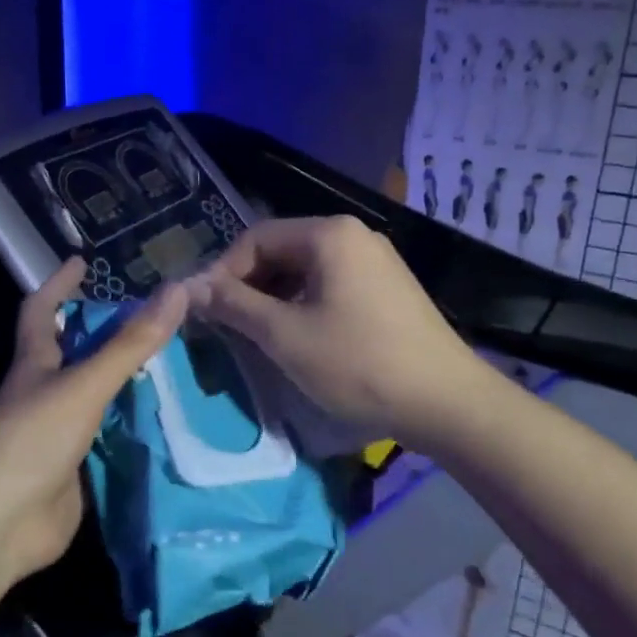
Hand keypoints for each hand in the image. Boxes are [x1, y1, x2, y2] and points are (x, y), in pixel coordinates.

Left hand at [0, 257, 186, 585]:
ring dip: (124, 376)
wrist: (0, 526)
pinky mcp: (74, 467)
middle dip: (104, 330)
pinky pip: (108, 433)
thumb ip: (131, 344)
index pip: (42, 311)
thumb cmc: (32, 441)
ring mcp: (58, 431)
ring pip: (95, 393)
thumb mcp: (84, 385)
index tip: (82, 262)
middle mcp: (44, 392)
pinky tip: (165, 416)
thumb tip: (177, 290)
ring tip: (171, 358)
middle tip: (150, 314)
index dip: (58, 283)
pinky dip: (131, 422)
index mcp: (35, 364)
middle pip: (73, 351)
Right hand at [186, 216, 478, 445]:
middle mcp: (354, 236)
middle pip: (282, 250)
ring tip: (257, 336)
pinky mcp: (388, 288)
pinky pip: (331, 285)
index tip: (204, 310)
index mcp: (329, 234)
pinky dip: (303, 306)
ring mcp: (376, 261)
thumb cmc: (358, 363)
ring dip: (274, 298)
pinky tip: (296, 338)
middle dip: (249, 285)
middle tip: (227, 325)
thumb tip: (190, 288)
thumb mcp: (285, 335)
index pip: (256, 238)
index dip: (223, 272)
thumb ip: (234, 305)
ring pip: (306, 270)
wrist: (446, 402)